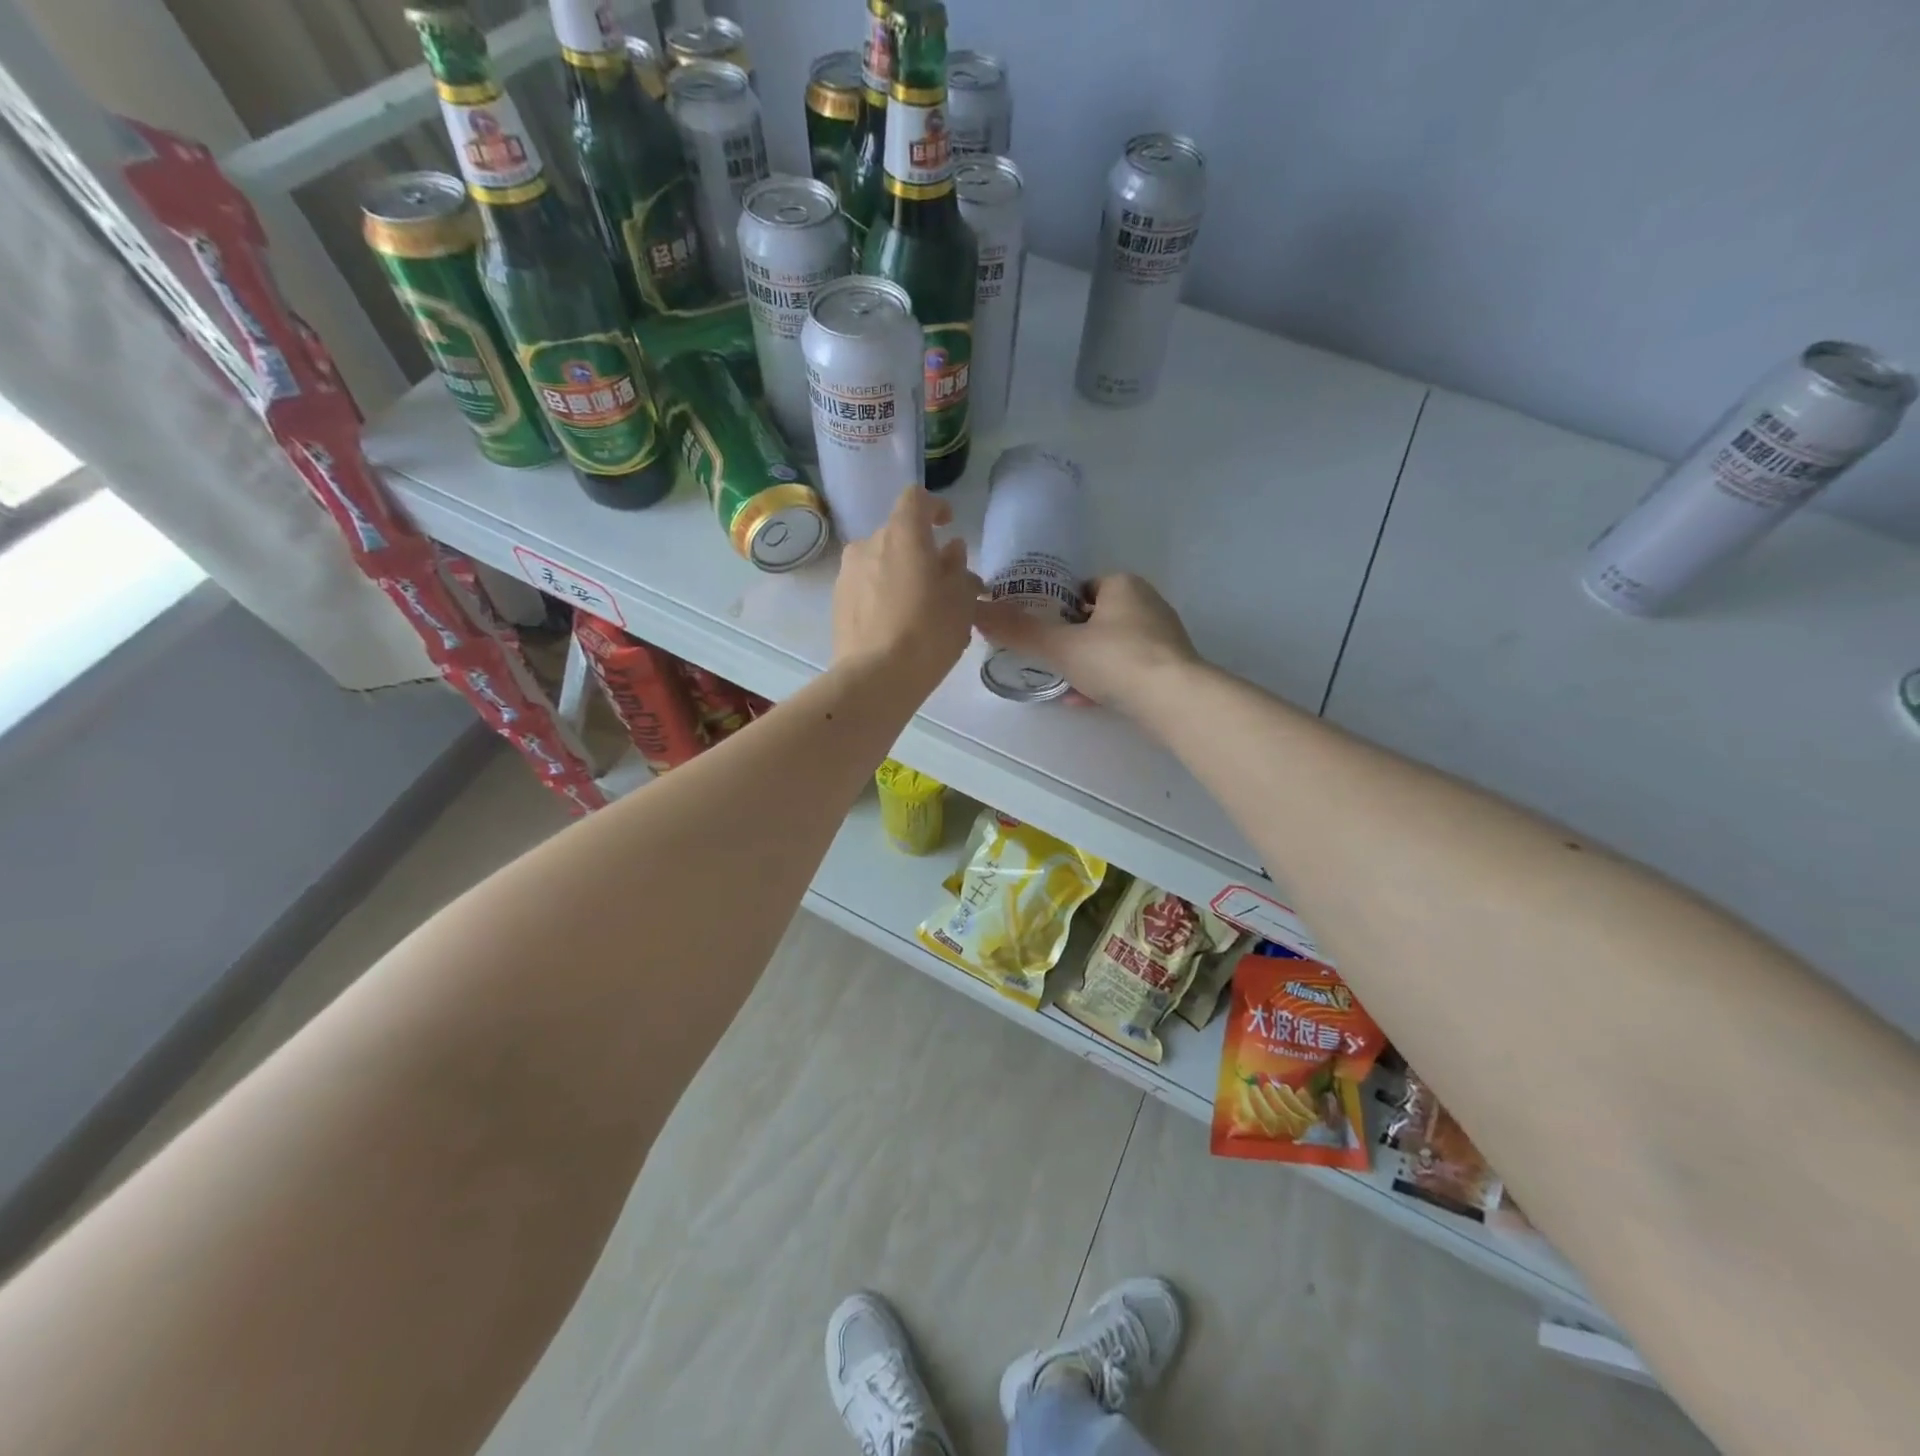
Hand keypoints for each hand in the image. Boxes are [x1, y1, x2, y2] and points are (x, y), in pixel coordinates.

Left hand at [833, 488, 981, 692]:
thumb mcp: (961, 600)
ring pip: (880, 563)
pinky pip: (867, 587)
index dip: (934, 507)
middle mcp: (868, 544)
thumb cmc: (928, 632)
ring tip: (920, 609)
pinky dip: (883, 595)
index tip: (947, 524)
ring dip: (900, 575)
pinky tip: (898, 626)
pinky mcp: (837, 603)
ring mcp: (847, 574)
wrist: (875, 677)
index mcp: (902, 534)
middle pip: (898, 535)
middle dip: (920, 552)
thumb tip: (951, 551)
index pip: (915, 499)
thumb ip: (958, 568)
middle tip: (942, 582)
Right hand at [976, 573, 1200, 714]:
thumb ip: (1018, 631)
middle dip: (1072, 638)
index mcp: (1123, 586)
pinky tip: (1084, 700)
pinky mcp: (1171, 669)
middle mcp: (1147, 604)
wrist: (1175, 700)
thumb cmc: (1116, 659)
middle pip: (1097, 618)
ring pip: (1112, 647)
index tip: (1040, 629)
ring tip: (1062, 682)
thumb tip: (976, 612)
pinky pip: (1128, 670)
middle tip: (1047, 658)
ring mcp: (1162, 638)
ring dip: (1087, 663)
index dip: (1058, 607)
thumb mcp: (1059, 646)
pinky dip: (1106, 681)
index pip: (1083, 588)